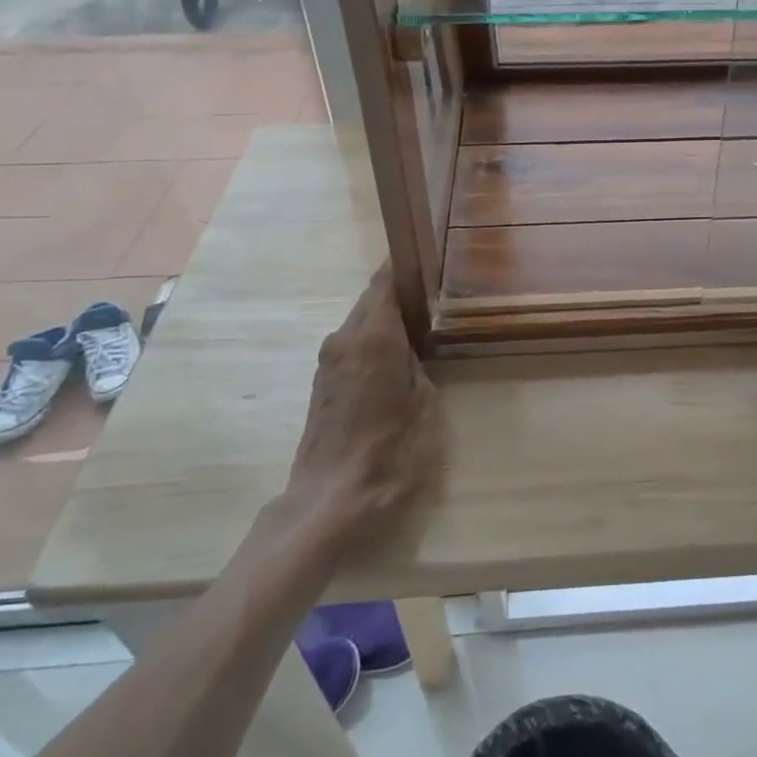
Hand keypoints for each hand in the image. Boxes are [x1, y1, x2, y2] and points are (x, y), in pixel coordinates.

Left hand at [281, 265, 440, 548]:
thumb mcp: (424, 403)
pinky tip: (399, 354)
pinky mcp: (323, 384)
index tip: (426, 256)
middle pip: (371, 300)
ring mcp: (329, 362)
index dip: (402, 265)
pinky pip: (354, 345)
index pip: (384, 282)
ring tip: (421, 321)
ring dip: (386, 317)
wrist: (331, 500)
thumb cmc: (390, 451)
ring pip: (361, 323)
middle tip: (433, 291)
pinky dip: (374, 339)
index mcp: (372, 337)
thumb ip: (417, 364)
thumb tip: (410, 344)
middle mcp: (344, 339)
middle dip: (398, 291)